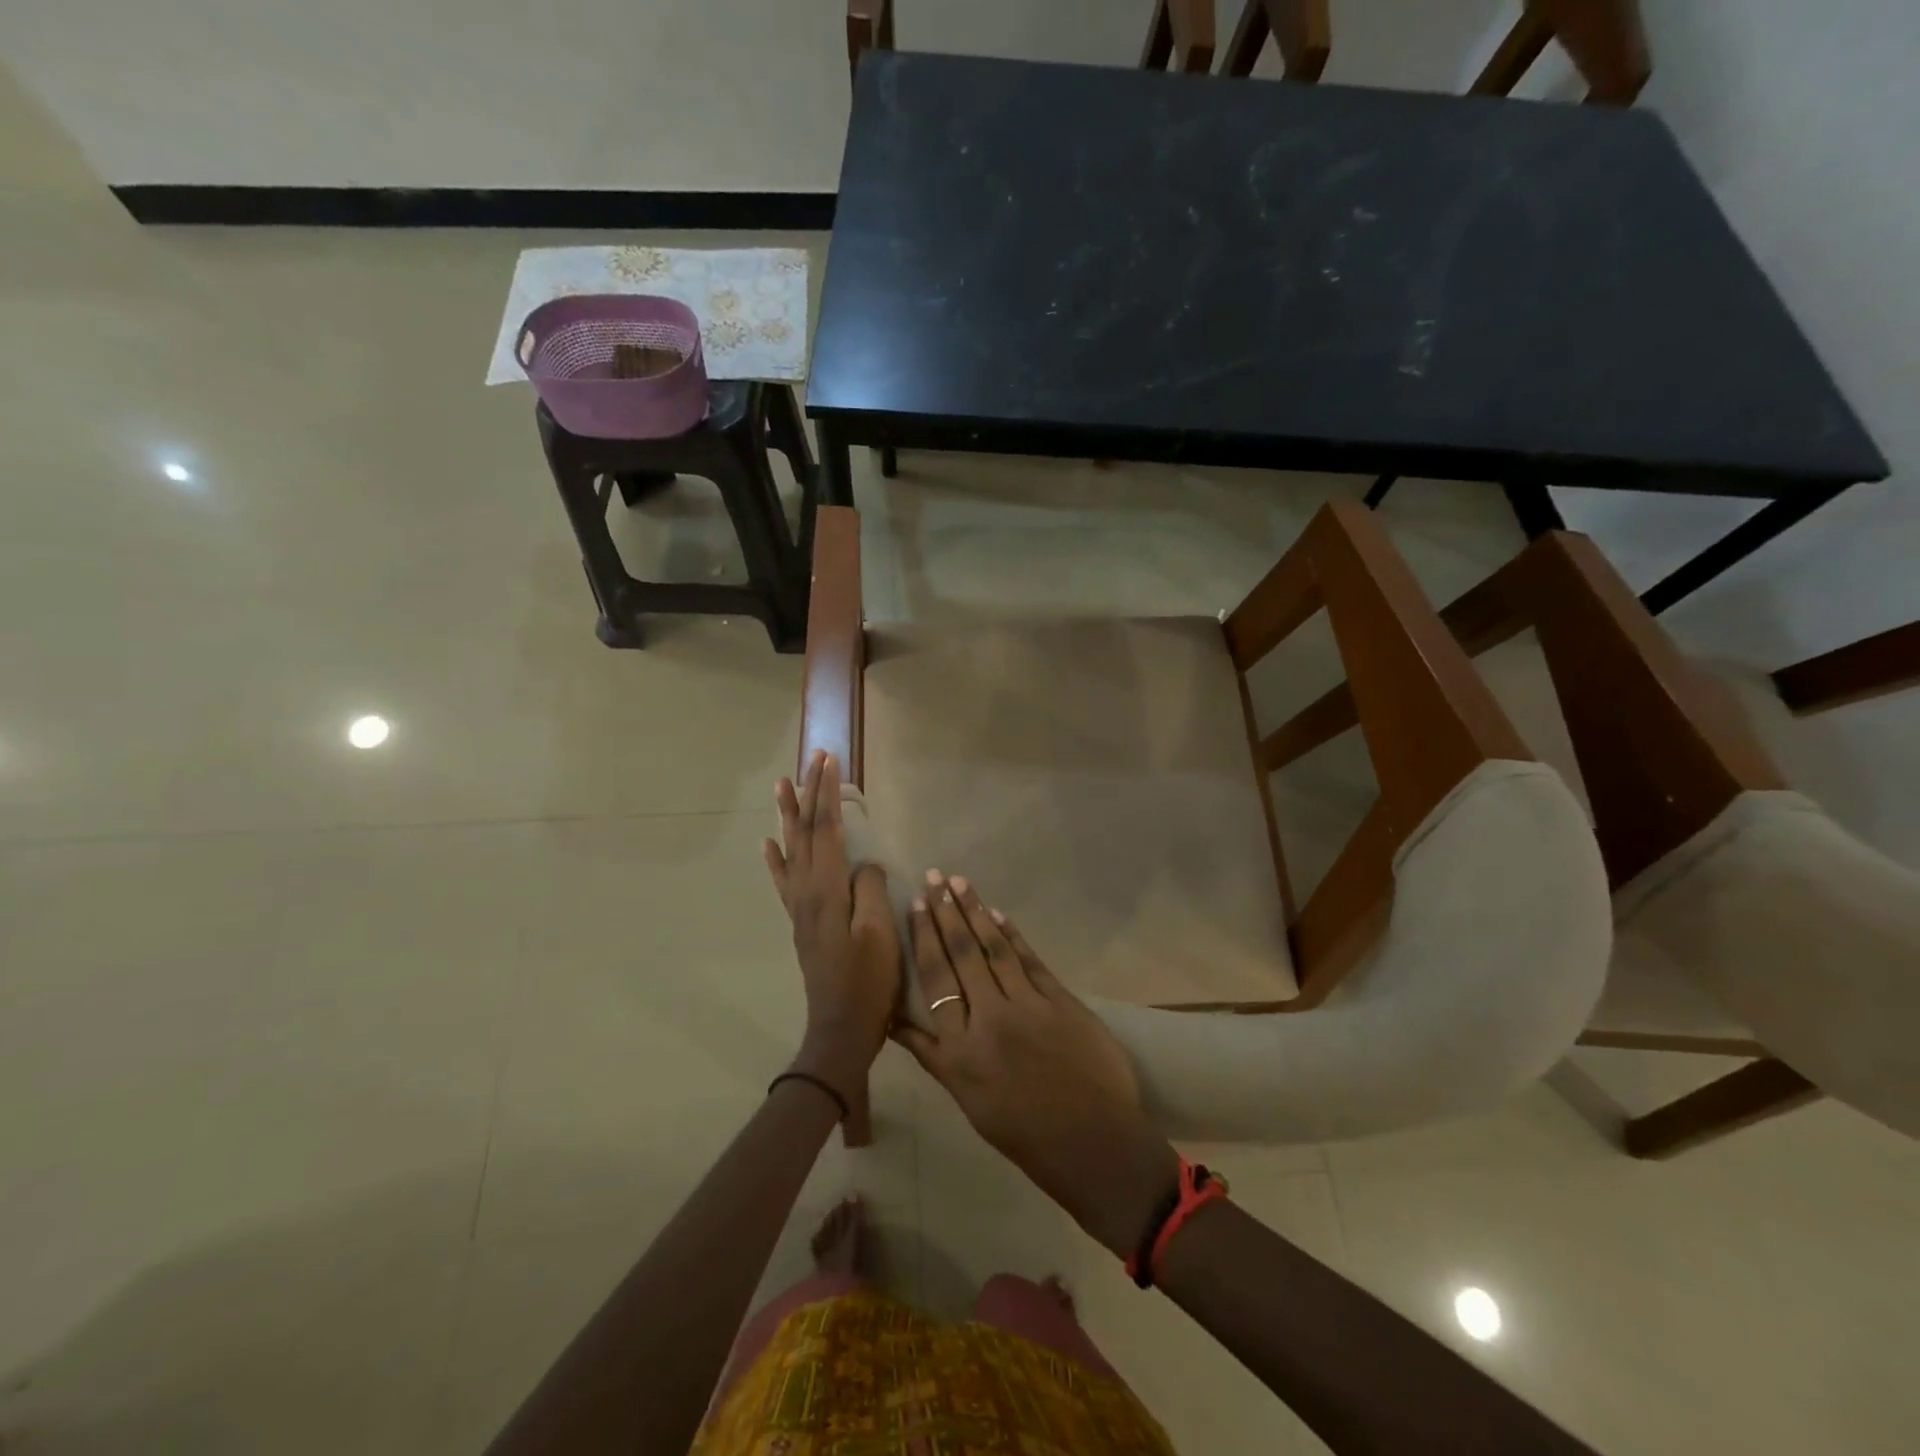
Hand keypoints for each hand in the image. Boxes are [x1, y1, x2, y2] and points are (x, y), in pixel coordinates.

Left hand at [763, 751, 900, 1097]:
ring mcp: (800, 907)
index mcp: (828, 890)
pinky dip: (775, 858)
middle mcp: (807, 891)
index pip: (827, 829)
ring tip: (782, 785)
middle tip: (812, 758)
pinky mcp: (801, 922)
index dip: (828, 793)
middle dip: (810, 793)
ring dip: (788, 816)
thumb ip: (870, 891)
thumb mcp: (880, 935)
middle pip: (806, 832)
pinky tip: (768, 843)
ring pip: (791, 850)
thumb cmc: (868, 982)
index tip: (829, 761)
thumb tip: (865, 865)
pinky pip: (784, 881)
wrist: (841, 1028)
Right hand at [896, 872, 1178, 1256]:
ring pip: (995, 949)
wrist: (1093, 1144)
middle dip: (947, 911)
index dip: (925, 937)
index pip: (936, 978)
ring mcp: (1029, 1006)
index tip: (917, 904)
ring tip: (960, 882)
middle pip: (963, 953)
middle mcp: (990, 1018)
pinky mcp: (1062, 1001)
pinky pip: (1031, 960)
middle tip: (934, 876)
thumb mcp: (965, 1099)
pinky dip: (1013, 935)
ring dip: (976, 911)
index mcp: (960, 1049)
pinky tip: (999, 914)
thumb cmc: (1022, 1132)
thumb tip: (894, 1020)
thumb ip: (931, 1054)